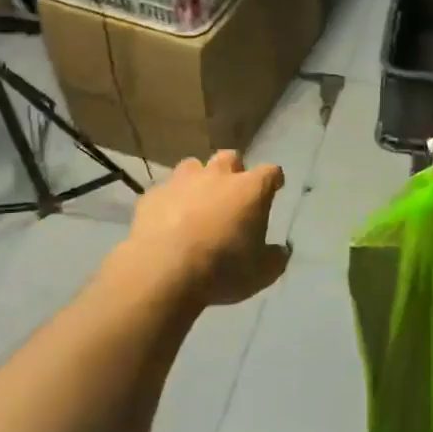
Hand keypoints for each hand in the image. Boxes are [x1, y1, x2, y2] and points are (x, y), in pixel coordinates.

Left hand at [123, 151, 289, 305]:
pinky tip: (168, 221)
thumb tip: (279, 250)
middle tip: (233, 194)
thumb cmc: (223, 269)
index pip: (270, 172)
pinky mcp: (152, 195)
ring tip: (197, 202)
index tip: (274, 188)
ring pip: (193, 166)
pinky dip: (170, 201)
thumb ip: (275, 258)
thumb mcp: (262, 273)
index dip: (273, 179)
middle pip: (230, 158)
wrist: (164, 271)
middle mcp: (217, 176)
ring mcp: (181, 182)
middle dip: (234, 171)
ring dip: (199, 180)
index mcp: (250, 190)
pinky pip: (165, 191)